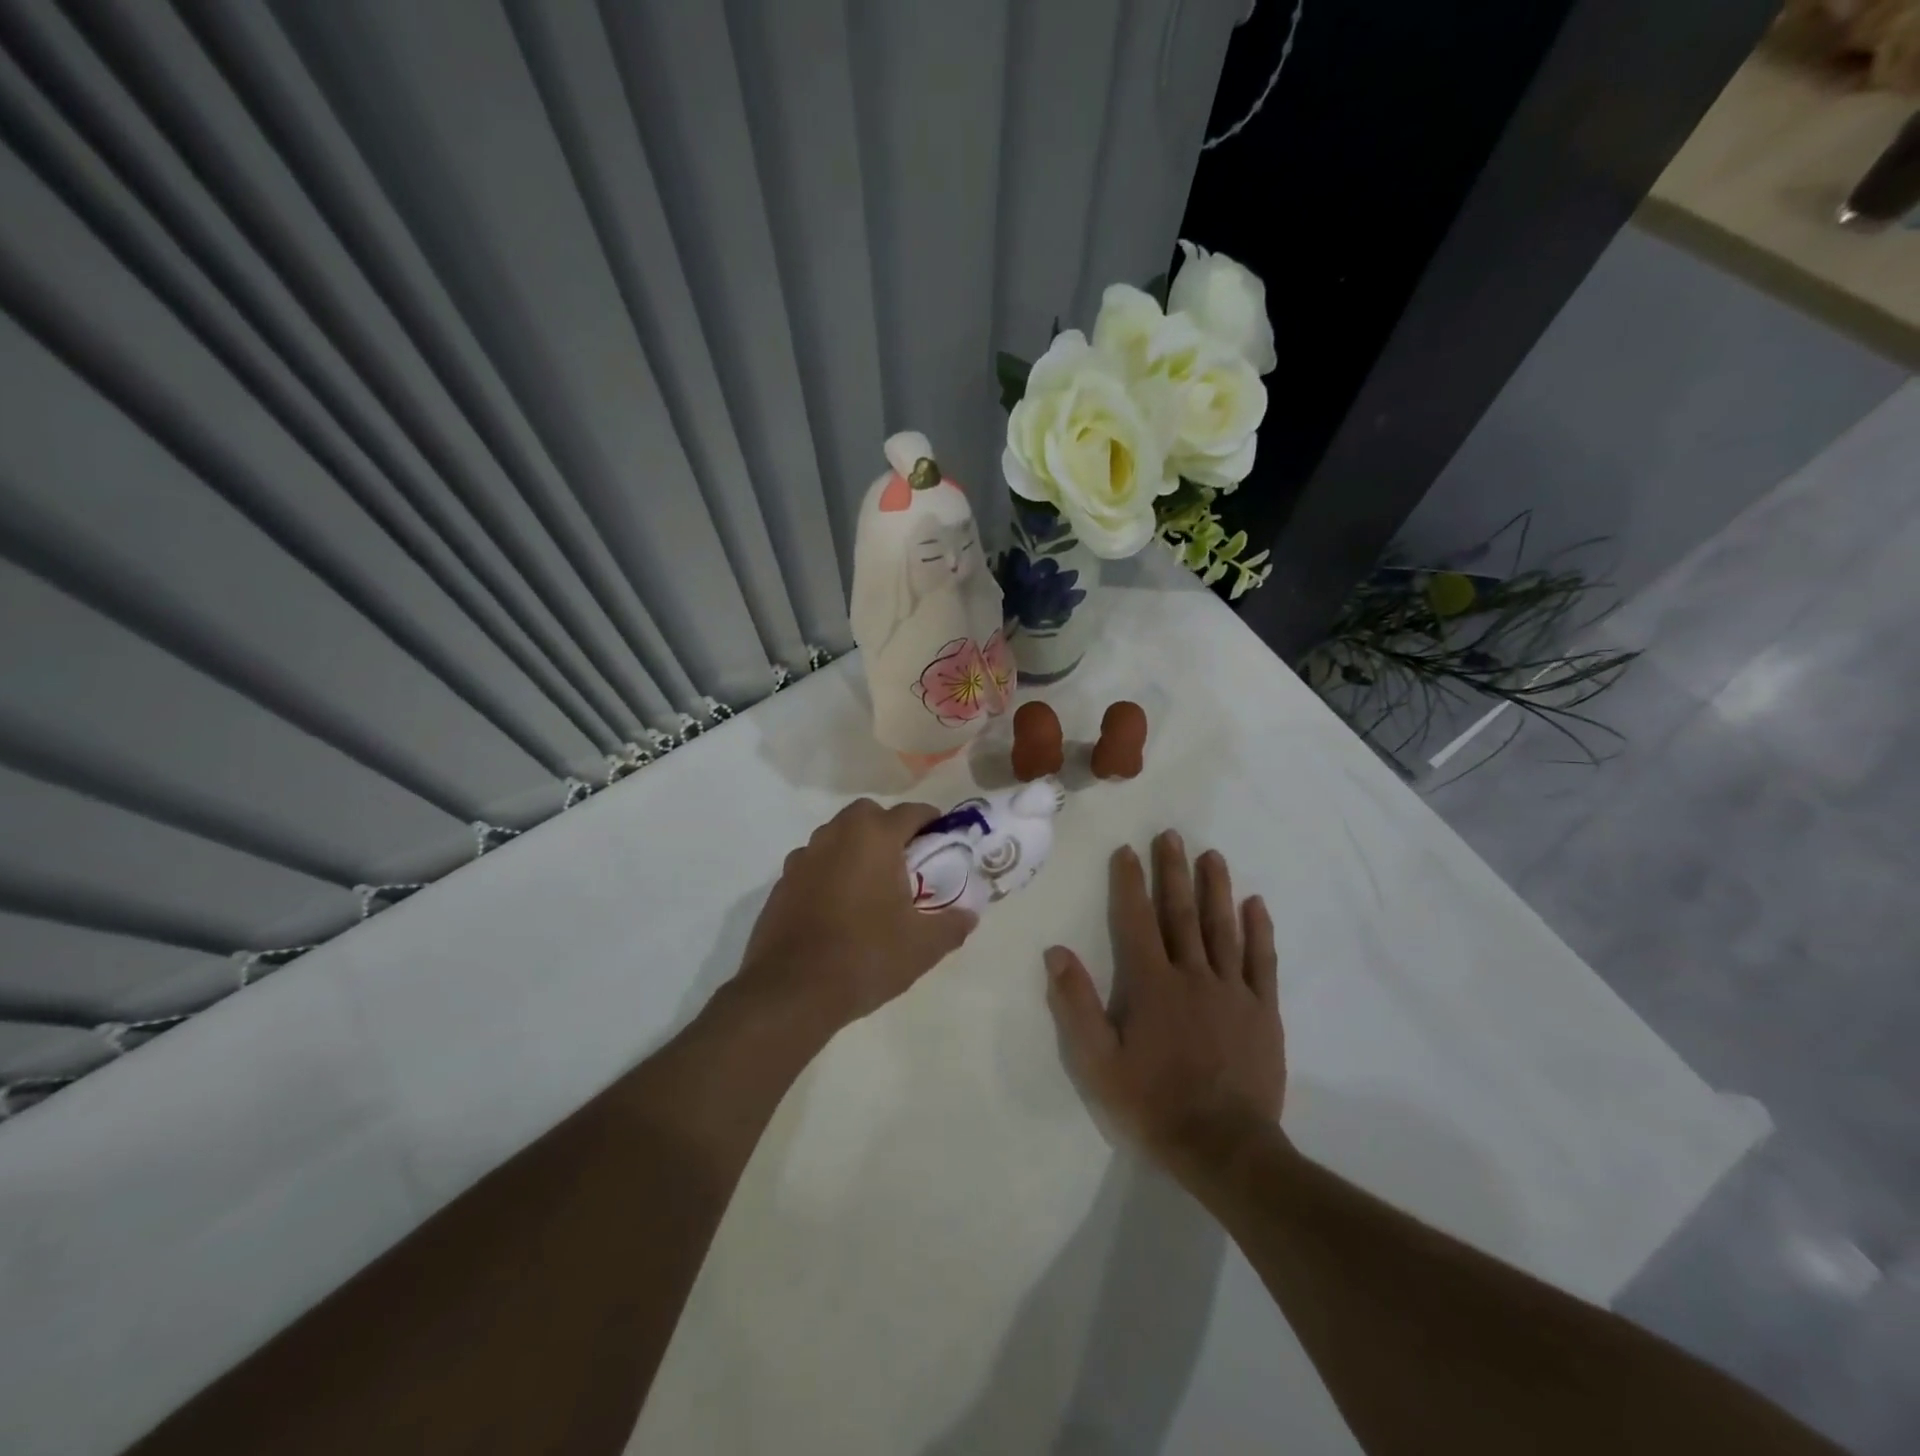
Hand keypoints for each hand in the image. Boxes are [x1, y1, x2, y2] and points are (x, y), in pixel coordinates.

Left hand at [737, 798, 977, 1030]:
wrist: (791, 991)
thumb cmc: (865, 956)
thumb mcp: (922, 946)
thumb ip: (952, 925)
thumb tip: (969, 914)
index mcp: (874, 838)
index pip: (910, 812)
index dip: (932, 822)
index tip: (944, 841)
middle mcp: (836, 836)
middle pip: (868, 816)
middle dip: (888, 829)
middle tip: (906, 863)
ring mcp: (803, 858)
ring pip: (836, 837)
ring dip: (856, 849)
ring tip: (872, 886)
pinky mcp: (781, 883)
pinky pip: (814, 864)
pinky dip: (830, 873)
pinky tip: (838, 908)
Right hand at [1044, 831, 1283, 1179]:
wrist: (1224, 1148)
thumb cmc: (1153, 1103)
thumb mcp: (1097, 1061)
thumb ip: (1076, 1004)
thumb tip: (1055, 952)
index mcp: (1151, 984)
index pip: (1137, 921)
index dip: (1130, 883)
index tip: (1126, 851)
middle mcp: (1192, 975)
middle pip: (1181, 914)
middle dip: (1173, 871)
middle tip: (1171, 835)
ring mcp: (1232, 991)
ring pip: (1222, 928)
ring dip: (1215, 889)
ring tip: (1212, 855)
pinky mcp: (1263, 1011)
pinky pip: (1262, 962)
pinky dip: (1259, 931)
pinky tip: (1256, 904)